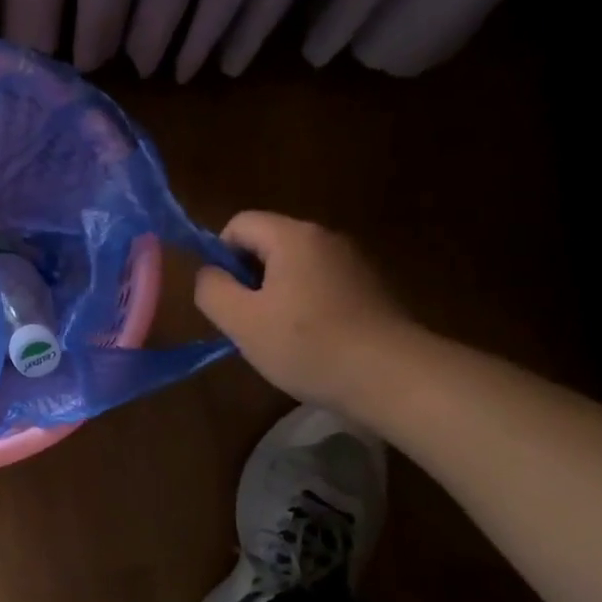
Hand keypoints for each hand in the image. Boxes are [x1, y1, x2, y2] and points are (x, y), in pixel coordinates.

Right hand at [194, 212, 414, 410]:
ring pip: (296, 269)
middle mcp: (326, 238)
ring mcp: (355, 263)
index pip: (239, 224)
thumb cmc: (307, 344)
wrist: (392, 377)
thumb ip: (211, 289)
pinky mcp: (372, 290)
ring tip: (281, 338)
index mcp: (293, 236)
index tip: (227, 298)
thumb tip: (209, 274)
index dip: (221, 256)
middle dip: (250, 279)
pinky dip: (308, 308)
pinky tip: (313, 344)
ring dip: (278, 297)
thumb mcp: (241, 321)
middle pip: (268, 244)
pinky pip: (323, 287)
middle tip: (249, 323)